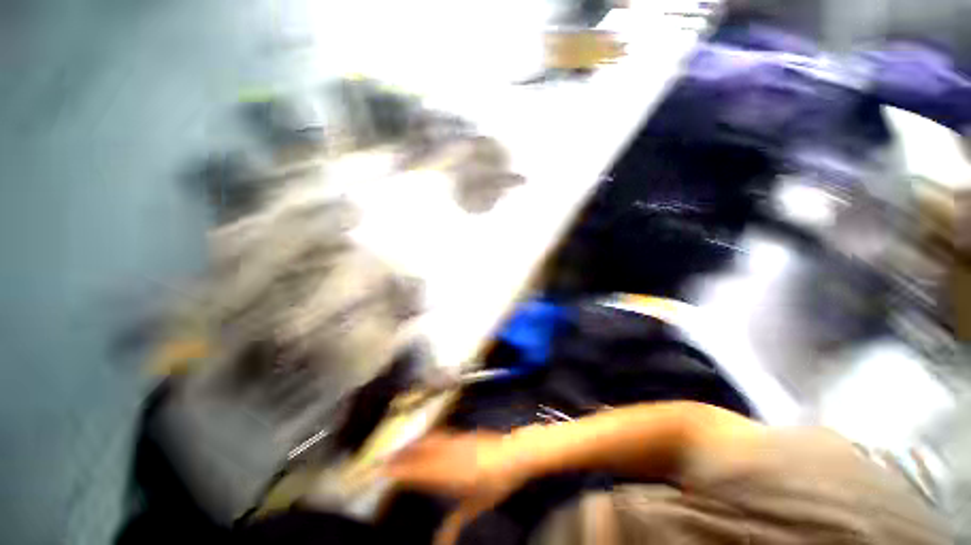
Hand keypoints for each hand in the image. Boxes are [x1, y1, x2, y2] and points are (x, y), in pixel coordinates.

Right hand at [384, 430, 530, 544]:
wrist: (514, 454)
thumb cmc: (497, 483)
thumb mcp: (477, 506)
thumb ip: (455, 523)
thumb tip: (440, 543)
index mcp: (451, 475)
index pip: (418, 473)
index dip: (399, 471)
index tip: (382, 472)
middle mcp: (450, 455)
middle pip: (420, 453)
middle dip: (400, 456)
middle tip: (383, 460)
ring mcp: (456, 441)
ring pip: (428, 441)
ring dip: (412, 444)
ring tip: (398, 449)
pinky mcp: (463, 433)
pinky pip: (440, 434)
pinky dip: (427, 437)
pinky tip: (424, 439)